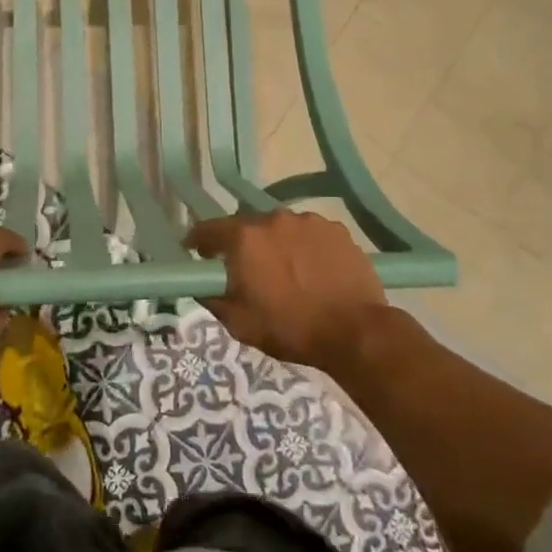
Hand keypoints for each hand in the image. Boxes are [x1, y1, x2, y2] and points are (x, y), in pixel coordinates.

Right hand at [184, 209, 397, 371]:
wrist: (355, 332)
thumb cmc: (290, 328)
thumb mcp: (239, 323)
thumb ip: (212, 298)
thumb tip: (201, 285)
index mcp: (244, 238)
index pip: (208, 229)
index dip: (198, 241)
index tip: (196, 253)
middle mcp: (274, 219)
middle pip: (247, 226)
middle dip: (241, 244)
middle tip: (246, 269)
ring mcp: (308, 221)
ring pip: (280, 228)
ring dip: (276, 244)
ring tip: (285, 271)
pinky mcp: (336, 230)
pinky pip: (309, 234)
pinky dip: (304, 247)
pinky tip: (313, 271)